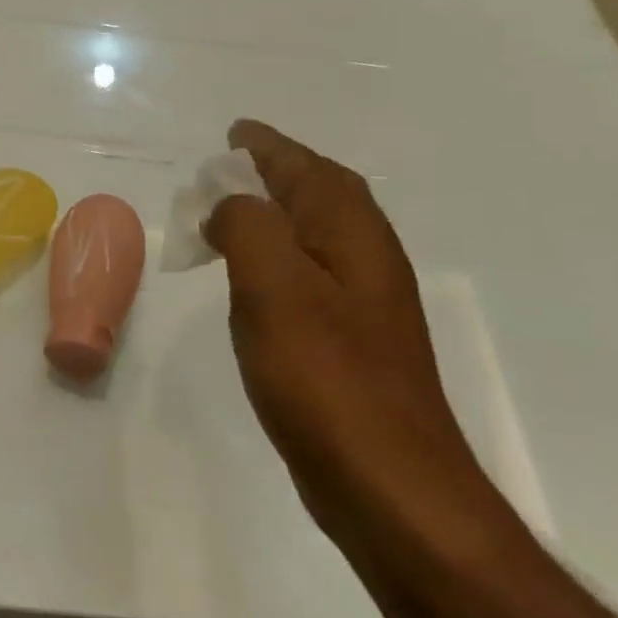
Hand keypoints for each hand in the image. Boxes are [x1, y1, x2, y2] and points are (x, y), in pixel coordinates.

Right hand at [204, 120, 496, 557]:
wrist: (389, 484)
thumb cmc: (325, 376)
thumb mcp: (273, 285)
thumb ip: (247, 225)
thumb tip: (230, 204)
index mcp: (352, 234)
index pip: (308, 170)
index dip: (268, 147)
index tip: (234, 133)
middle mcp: (366, 259)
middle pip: (320, 195)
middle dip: (276, 173)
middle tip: (229, 168)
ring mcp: (362, 305)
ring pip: (315, 236)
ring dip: (275, 215)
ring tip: (232, 213)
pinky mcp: (349, 343)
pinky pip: (307, 276)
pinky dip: (276, 260)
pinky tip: (254, 282)